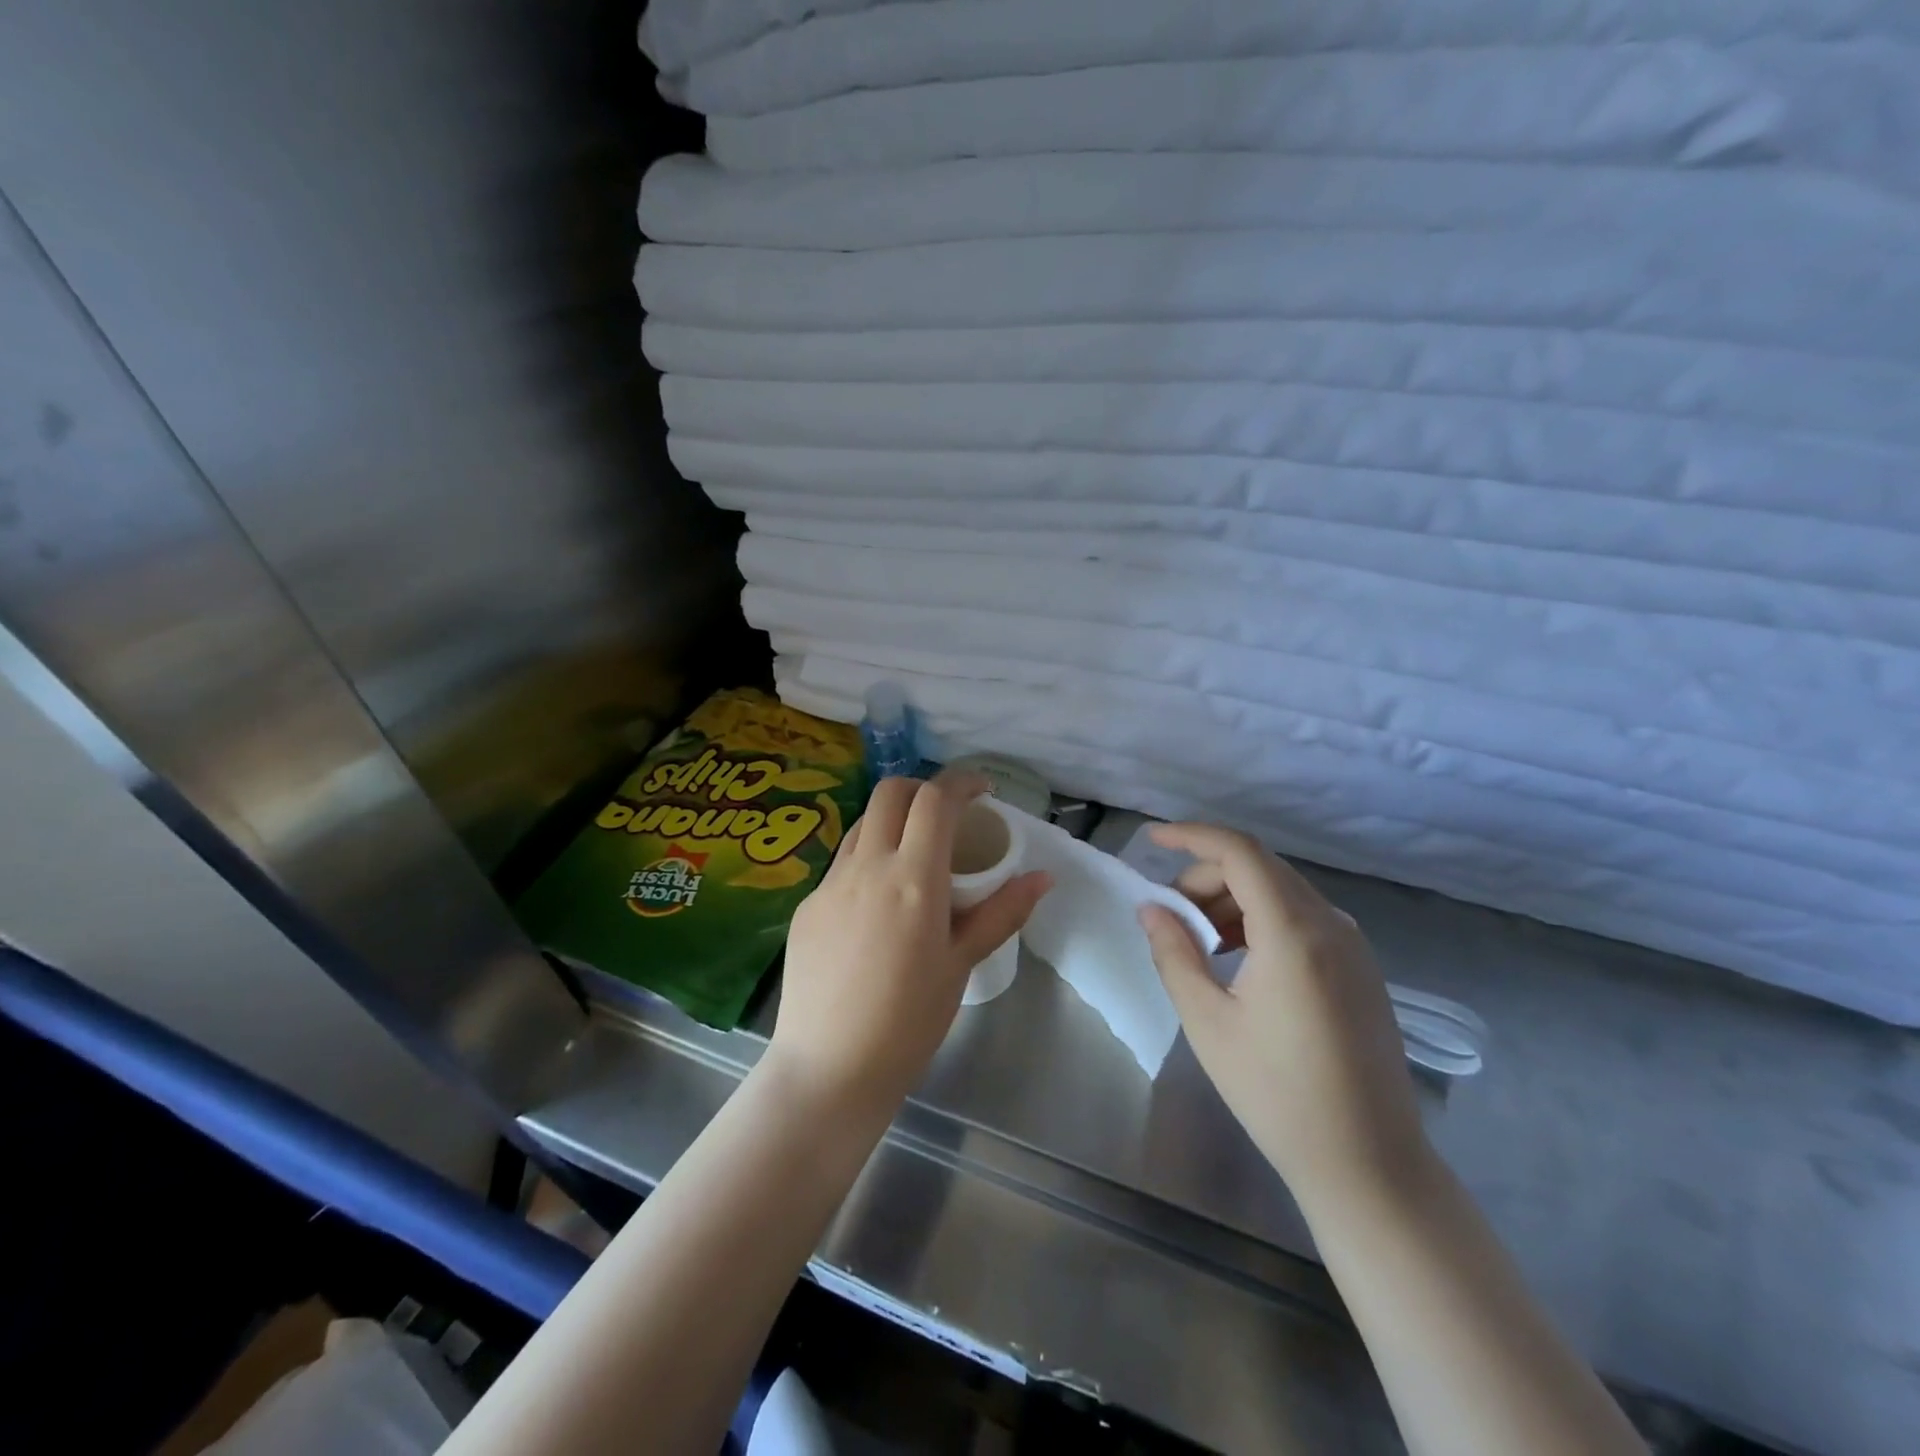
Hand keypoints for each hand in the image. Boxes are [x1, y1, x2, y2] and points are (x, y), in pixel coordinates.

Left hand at [769, 775, 1050, 1118]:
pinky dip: (868, 858)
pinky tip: (878, 902)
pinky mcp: (807, 905)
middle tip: (947, 815)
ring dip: (893, 820)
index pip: (935, 800)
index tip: (982, 790)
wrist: (830, 1068)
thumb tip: (1042, 877)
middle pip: (891, 792)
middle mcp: (867, 866)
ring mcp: (829, 883)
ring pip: (862, 823)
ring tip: (913, 854)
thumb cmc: (909, 1021)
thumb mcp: (962, 964)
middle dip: (923, 788)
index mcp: (913, 878)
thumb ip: (1001, 912)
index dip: (961, 781)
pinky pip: (842, 862)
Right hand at [1137, 823, 1427, 1203]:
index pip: (1240, 852)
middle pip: (1259, 868)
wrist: (1368, 1164)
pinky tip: (1239, 959)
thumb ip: (1174, 953)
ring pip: (1281, 891)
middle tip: (1170, 915)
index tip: (1152, 839)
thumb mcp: (1208, 1021)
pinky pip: (1303, 918)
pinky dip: (1261, 919)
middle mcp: (1331, 924)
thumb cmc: (1277, 1093)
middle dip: (1206, 877)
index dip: (1192, 836)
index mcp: (1294, 931)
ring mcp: (1353, 945)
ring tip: (1200, 942)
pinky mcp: (1361, 968)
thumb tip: (1151, 908)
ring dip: (1232, 899)